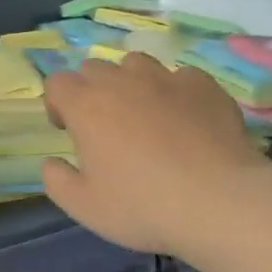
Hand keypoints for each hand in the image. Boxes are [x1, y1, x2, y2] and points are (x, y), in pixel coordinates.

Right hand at [41, 53, 266, 256]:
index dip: (57, 103)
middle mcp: (122, 82)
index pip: (57, 83)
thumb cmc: (142, 206)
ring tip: (144, 115)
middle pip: (94, 68)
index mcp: (86, 106)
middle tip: (105, 126)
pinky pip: (180, 77)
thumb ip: (57, 180)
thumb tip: (52, 162)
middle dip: (91, 91)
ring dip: (131, 83)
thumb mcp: (84, 207)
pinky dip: (175, 92)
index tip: (69, 130)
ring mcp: (166, 78)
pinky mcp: (204, 85)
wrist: (219, 201)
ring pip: (137, 64)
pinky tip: (185, 119)